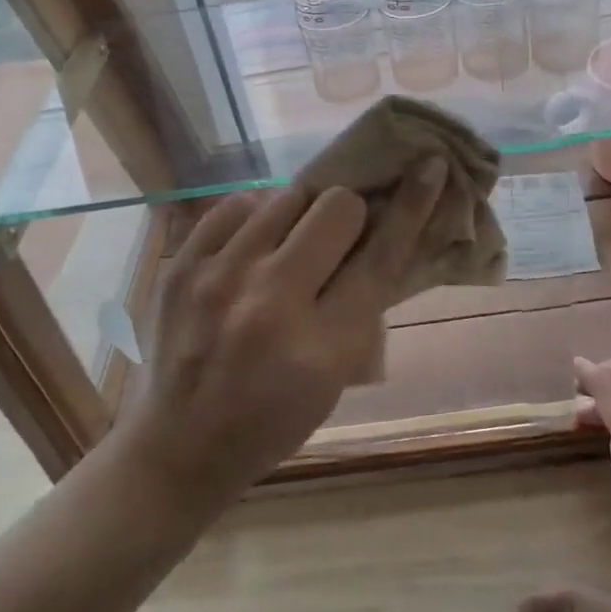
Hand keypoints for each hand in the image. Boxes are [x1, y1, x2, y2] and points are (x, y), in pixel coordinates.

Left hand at [118, 161, 448, 513]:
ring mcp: (219, 277)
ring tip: (290, 244)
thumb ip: (363, 305)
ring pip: (287, 196)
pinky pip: (237, 205)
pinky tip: (254, 246)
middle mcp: (271, 302)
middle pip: (336, 206)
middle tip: (338, 238)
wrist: (180, 447)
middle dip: (349, 215)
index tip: (430, 165)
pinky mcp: (182, 265)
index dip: (413, 204)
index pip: (381, 255)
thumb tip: (383, 229)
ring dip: (302, 214)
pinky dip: (256, 218)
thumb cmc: (274, 422)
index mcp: (321, 346)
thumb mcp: (337, 379)